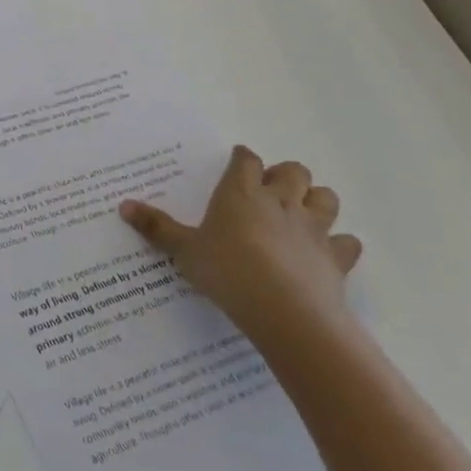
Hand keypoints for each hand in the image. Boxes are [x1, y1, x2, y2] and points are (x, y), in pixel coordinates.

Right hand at [119, 145, 360, 346]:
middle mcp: (280, 201)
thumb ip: (157, 227)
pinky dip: (339, 244)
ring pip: (326, 198)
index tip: (237, 162)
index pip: (246, 159)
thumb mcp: (183, 250)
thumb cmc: (227, 271)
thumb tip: (123, 205)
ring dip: (316, 201)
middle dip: (284, 175)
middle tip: (268, 190)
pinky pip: (347, 242)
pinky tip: (325, 253)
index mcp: (241, 192)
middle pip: (293, 170)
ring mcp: (313, 228)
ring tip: (300, 214)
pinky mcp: (336, 258)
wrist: (285, 312)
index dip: (242, 158)